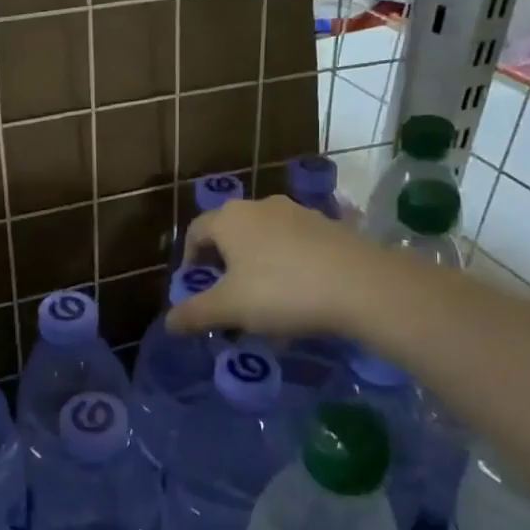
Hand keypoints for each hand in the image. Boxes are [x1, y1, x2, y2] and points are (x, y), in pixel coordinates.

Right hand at [165, 196, 386, 341]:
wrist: (362, 285)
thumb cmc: (281, 291)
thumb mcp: (230, 308)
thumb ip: (195, 314)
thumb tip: (168, 323)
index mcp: (230, 218)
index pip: (196, 231)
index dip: (189, 259)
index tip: (194, 287)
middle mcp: (261, 206)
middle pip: (231, 232)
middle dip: (225, 263)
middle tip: (228, 296)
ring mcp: (299, 213)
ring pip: (266, 238)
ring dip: (258, 264)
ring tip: (266, 300)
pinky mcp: (330, 225)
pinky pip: (297, 245)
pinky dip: (289, 265)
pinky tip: (301, 294)